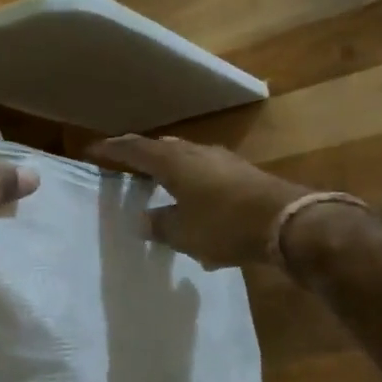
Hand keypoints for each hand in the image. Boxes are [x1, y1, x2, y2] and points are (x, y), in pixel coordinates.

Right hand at [87, 134, 312, 269]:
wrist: (287, 221)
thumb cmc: (224, 225)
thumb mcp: (183, 233)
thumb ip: (160, 225)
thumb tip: (144, 220)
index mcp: (173, 163)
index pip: (134, 150)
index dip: (113, 150)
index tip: (93, 149)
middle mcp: (195, 153)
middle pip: (161, 148)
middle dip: (142, 155)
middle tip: (125, 164)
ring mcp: (222, 161)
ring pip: (186, 158)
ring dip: (169, 168)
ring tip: (158, 182)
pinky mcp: (243, 174)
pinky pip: (206, 172)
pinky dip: (191, 181)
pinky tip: (195, 201)